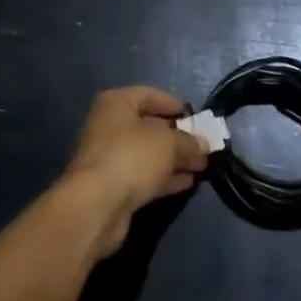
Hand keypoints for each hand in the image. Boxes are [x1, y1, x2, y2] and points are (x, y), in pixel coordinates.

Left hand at [62, 86, 208, 256]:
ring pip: (148, 154)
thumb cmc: (132, 157)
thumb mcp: (168, 143)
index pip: (148, 94)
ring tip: (202, 165)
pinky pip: (144, 176)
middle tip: (203, 145)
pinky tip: (187, 182)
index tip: (195, 116)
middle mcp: (109, 126)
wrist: (97, 205)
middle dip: (177, 136)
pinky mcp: (113, 186)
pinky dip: (164, 177)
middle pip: (149, 126)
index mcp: (116, 103)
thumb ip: (188, 142)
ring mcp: (110, 157)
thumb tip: (203, 145)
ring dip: (174, 159)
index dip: (172, 103)